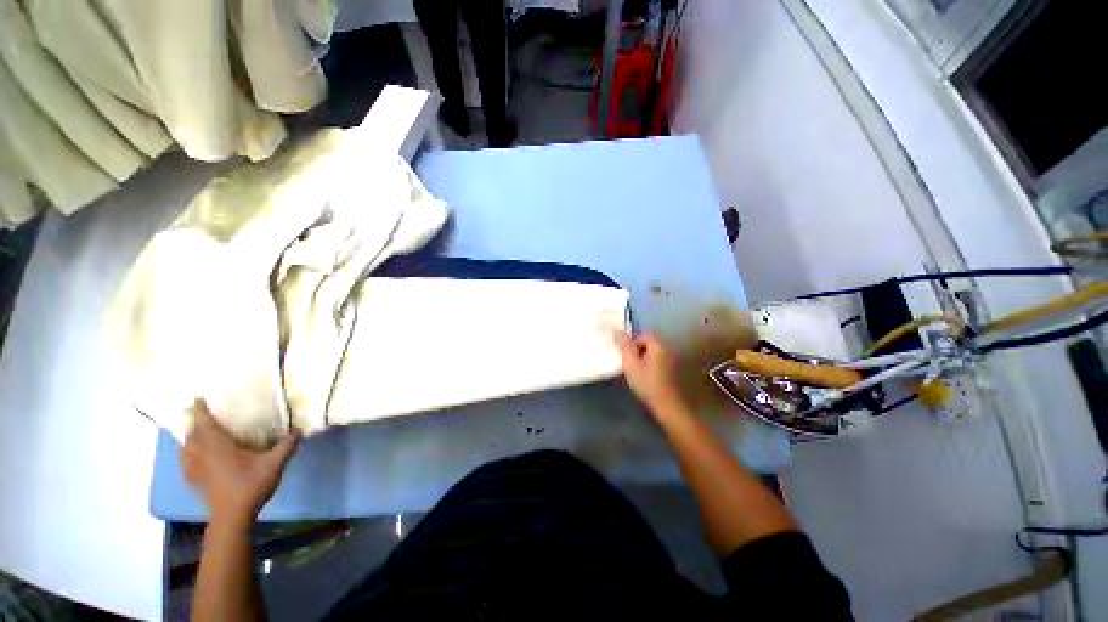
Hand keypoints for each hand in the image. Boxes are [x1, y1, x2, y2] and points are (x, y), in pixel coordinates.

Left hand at [181, 401, 299, 525]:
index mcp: (218, 446)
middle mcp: (202, 454)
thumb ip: (286, 445)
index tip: (197, 398)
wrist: (232, 516)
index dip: (200, 410)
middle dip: (194, 423)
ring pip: (185, 448)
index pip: (205, 423)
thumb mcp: (274, 464)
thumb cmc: (250, 485)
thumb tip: (299, 429)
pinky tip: (192, 458)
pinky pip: (185, 462)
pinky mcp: (194, 481)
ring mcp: (195, 469)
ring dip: (189, 438)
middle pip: (191, 434)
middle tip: (200, 415)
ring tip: (195, 433)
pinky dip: (186, 455)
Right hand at [614, 331, 686, 415]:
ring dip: (643, 359)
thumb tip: (618, 331)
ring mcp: (671, 361)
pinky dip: (650, 367)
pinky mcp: (671, 372)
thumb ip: (624, 346)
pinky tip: (644, 378)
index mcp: (658, 345)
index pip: (644, 335)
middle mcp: (667, 350)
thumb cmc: (646, 382)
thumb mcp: (630, 363)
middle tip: (629, 363)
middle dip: (637, 351)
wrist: (666, 405)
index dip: (633, 342)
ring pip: (652, 354)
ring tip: (635, 371)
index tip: (626, 355)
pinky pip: (657, 363)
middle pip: (649, 344)